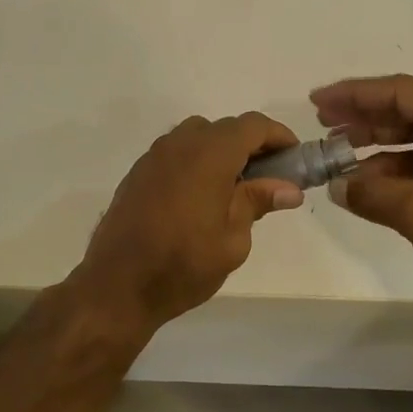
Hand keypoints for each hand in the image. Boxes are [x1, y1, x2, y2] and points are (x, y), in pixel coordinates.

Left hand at [72, 113, 304, 335]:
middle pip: (224, 128)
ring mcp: (153, 157)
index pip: (253, 126)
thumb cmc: (183, 265)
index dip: (279, 137)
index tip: (294, 158)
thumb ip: (257, 203)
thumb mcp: (233, 240)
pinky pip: (174, 154)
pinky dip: (195, 163)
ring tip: (233, 188)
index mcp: (209, 154)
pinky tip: (199, 197)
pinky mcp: (137, 174)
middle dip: (251, 146)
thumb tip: (288, 188)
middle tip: (268, 178)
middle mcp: (179, 144)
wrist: (117, 285)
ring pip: (196, 137)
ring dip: (220, 152)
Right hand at [312, 75, 412, 310]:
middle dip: (363, 119)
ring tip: (335, 156)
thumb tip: (336, 186)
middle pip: (407, 112)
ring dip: (375, 148)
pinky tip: (363, 183)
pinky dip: (394, 172)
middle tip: (322, 125)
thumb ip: (371, 194)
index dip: (355, 95)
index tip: (317, 101)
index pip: (402, 93)